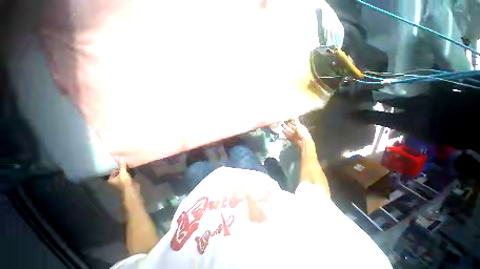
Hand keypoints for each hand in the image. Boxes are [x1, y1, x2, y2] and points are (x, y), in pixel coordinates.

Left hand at [108, 159, 138, 192]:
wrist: (132, 189)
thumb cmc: (125, 182)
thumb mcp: (123, 173)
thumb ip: (122, 166)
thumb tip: (120, 157)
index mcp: (111, 179)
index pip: (113, 170)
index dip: (116, 166)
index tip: (121, 161)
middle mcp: (115, 180)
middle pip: (118, 172)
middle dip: (122, 168)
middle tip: (126, 162)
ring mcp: (121, 181)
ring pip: (123, 173)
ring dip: (126, 170)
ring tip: (129, 164)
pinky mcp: (127, 181)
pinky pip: (127, 175)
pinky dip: (129, 172)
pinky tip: (132, 169)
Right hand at [281, 119, 312, 147]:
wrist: (303, 142)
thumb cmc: (302, 133)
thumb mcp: (299, 126)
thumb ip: (296, 121)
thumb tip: (294, 116)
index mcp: (300, 127)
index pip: (295, 123)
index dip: (291, 121)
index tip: (286, 119)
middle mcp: (297, 131)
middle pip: (291, 127)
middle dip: (287, 125)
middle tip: (282, 122)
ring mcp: (294, 135)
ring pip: (289, 131)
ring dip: (285, 128)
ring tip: (281, 126)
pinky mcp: (292, 138)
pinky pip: (288, 135)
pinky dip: (285, 133)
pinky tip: (282, 131)